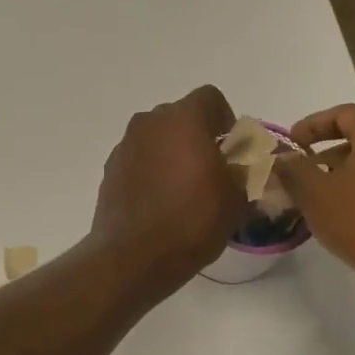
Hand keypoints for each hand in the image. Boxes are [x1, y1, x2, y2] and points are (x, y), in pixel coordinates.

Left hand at [89, 85, 246, 299]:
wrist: (134, 256)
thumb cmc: (192, 220)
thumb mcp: (237, 197)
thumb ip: (245, 169)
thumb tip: (241, 164)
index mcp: (183, 119)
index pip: (210, 98)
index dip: (225, 120)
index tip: (232, 151)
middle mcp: (149, 122)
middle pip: (181, 117)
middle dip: (198, 136)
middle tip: (211, 171)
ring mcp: (125, 145)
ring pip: (157, 138)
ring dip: (172, 153)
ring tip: (184, 189)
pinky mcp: (110, 169)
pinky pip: (139, 159)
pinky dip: (151, 171)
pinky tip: (160, 202)